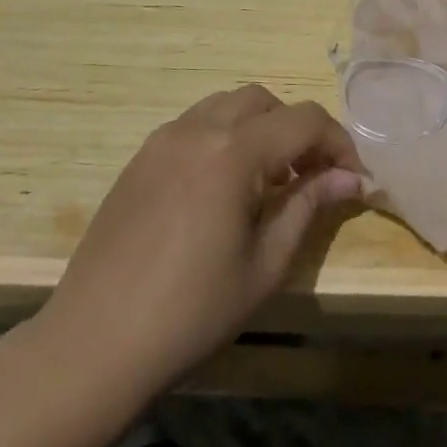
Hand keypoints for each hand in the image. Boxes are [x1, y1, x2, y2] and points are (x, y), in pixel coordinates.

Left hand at [29, 86, 363, 398]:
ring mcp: (162, 140)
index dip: (338, 142)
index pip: (303, 121)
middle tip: (310, 176)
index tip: (353, 178)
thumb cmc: (190, 313)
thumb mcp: (265, 265)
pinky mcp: (140, 158)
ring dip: (260, 127)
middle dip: (297, 129)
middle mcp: (197, 130)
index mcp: (232, 153)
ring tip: (269, 179)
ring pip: (227, 106)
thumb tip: (350, 178)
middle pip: (265, 101)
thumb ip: (308, 206)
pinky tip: (223, 187)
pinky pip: (195, 124)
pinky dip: (224, 136)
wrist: (93, 344)